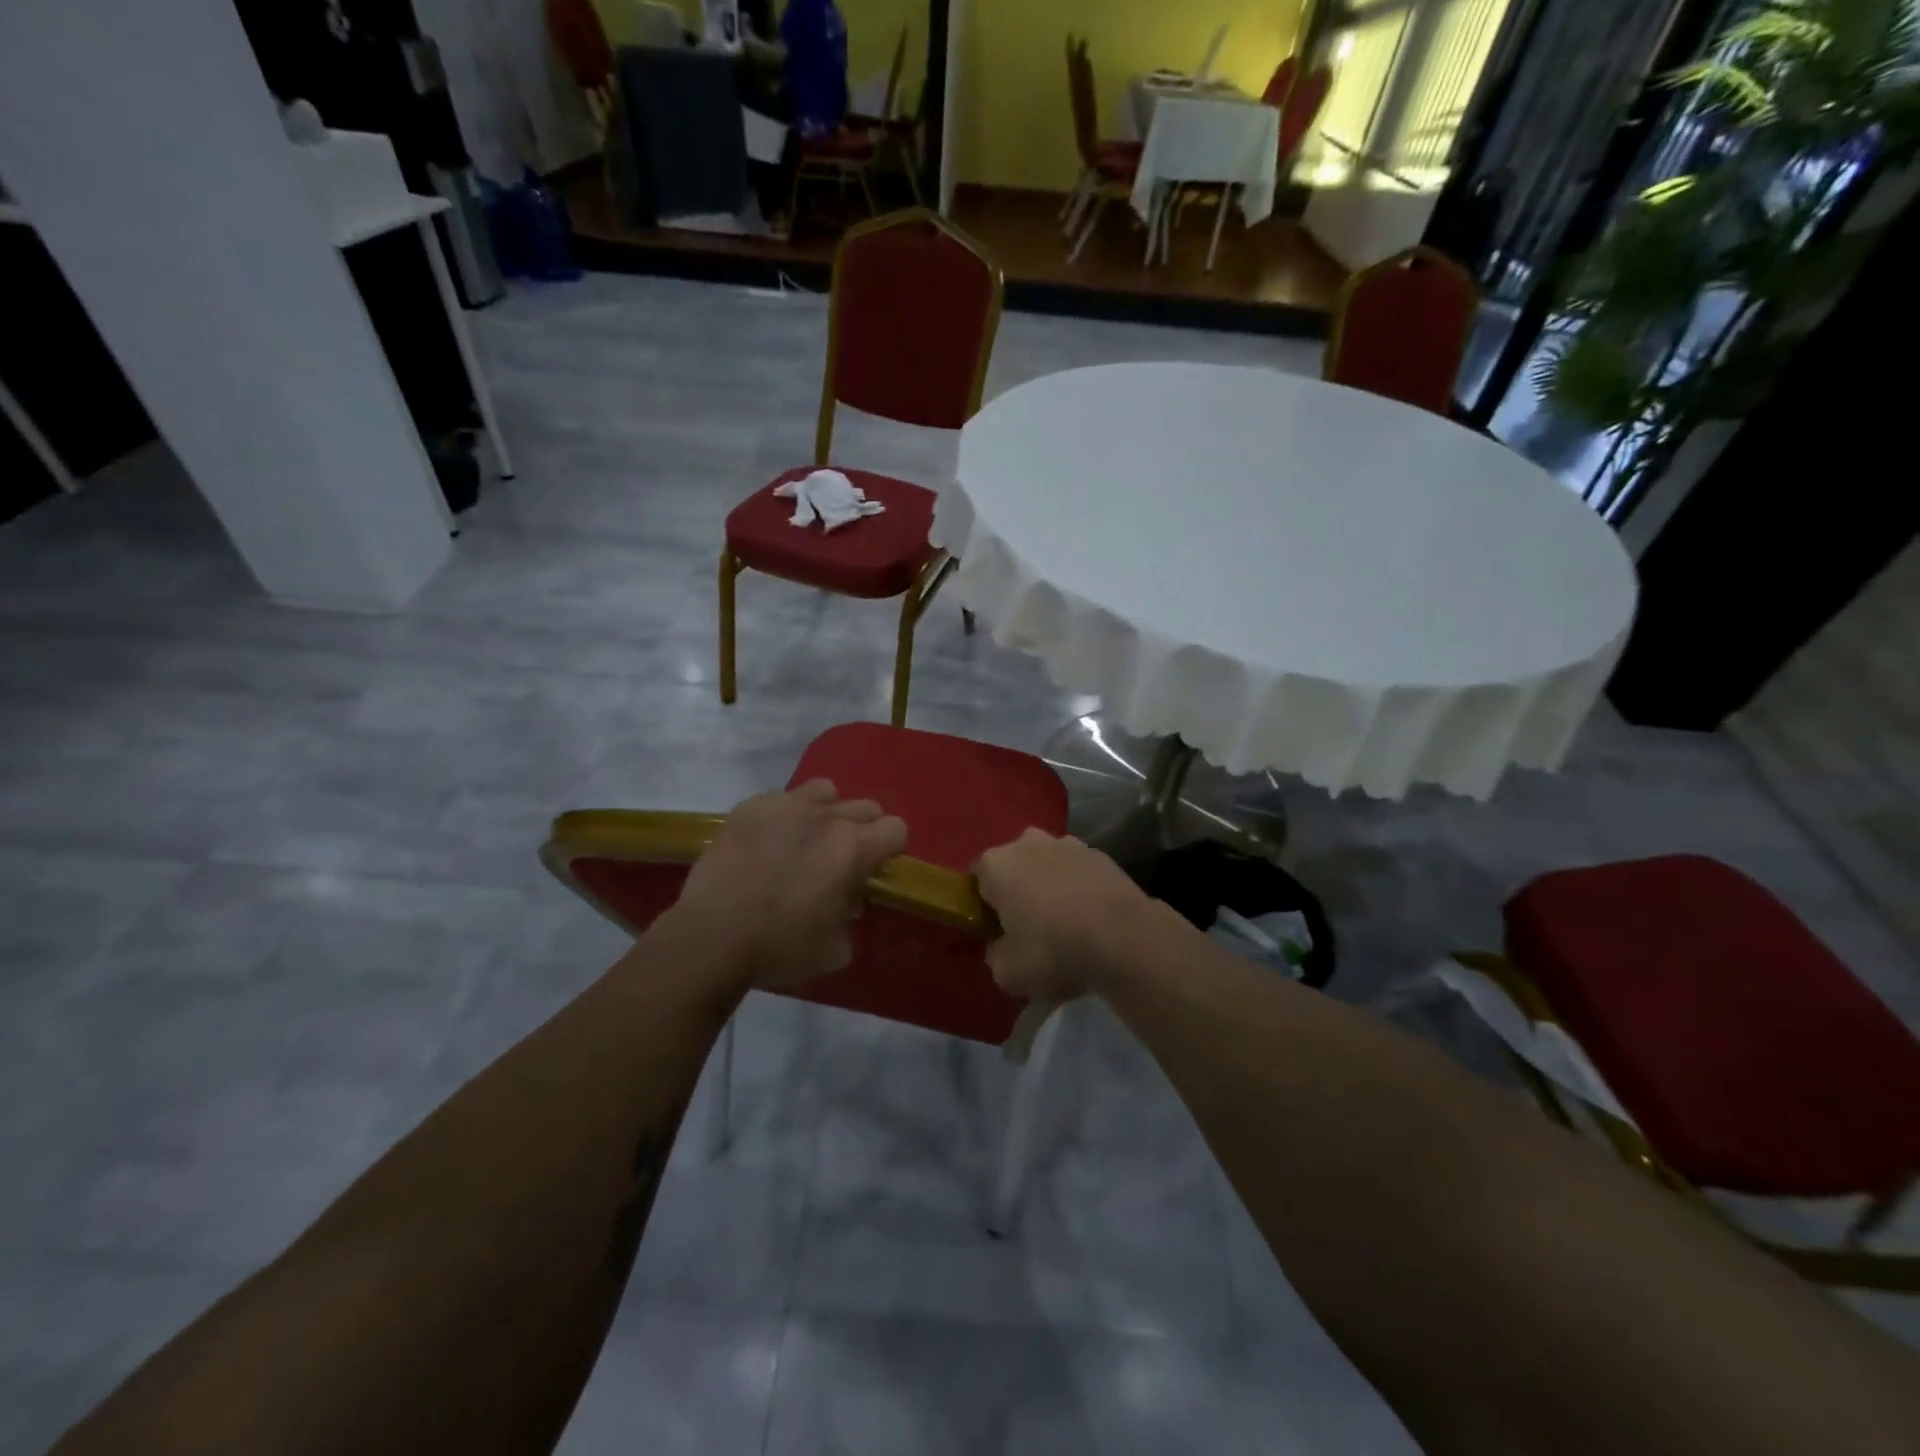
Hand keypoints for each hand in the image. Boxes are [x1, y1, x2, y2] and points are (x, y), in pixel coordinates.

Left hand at [671, 780, 906, 991]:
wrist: (711, 936)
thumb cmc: (780, 947)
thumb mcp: (834, 949)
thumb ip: (852, 918)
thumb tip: (849, 902)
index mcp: (853, 849)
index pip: (896, 829)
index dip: (889, 850)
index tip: (872, 870)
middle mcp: (826, 817)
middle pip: (865, 806)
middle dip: (861, 830)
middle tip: (839, 860)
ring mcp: (785, 805)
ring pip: (824, 792)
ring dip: (825, 813)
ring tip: (804, 841)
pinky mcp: (750, 807)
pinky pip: (781, 798)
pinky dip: (783, 817)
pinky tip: (765, 843)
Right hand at [974, 829, 1154, 1003]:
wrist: (1124, 938)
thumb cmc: (1053, 950)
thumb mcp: (1008, 972)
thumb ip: (995, 954)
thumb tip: (1001, 946)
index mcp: (996, 864)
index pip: (977, 880)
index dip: (984, 905)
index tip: (996, 930)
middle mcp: (1027, 843)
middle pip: (1014, 866)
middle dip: (1018, 889)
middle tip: (1029, 927)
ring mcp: (1068, 843)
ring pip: (1048, 865)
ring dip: (1050, 886)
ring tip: (1066, 923)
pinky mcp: (1101, 854)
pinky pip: (1078, 872)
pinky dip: (1080, 888)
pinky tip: (1091, 918)